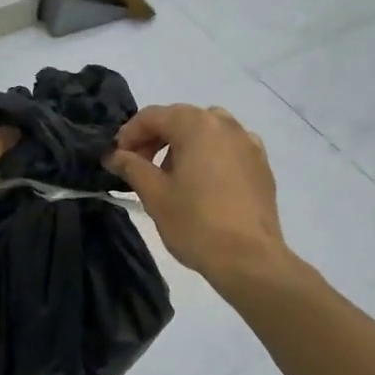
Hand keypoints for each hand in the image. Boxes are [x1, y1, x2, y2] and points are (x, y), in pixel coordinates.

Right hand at [104, 104, 289, 283]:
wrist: (249, 258)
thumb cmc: (195, 223)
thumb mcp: (154, 194)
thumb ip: (131, 166)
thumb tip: (113, 154)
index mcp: (197, 125)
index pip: (153, 116)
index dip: (129, 134)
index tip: (116, 158)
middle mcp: (226, 125)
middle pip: (181, 119)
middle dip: (155, 138)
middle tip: (138, 166)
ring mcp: (248, 143)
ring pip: (207, 132)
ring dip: (183, 145)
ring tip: (171, 175)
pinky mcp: (261, 165)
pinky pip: (228, 149)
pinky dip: (209, 156)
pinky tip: (203, 183)